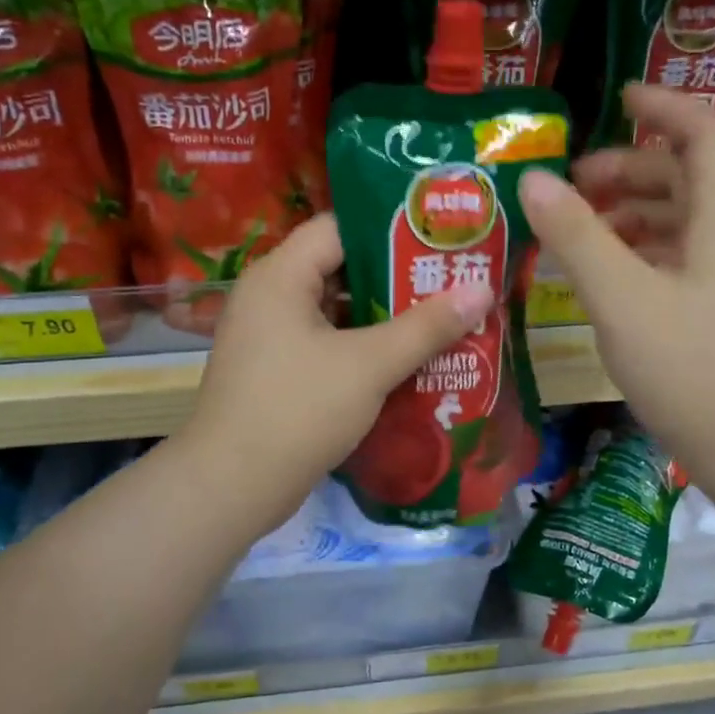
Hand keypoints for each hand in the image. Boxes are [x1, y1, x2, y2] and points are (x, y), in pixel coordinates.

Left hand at [176, 212, 492, 529]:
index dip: (390, 229)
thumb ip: (426, 326)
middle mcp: (268, 296)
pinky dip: (361, 347)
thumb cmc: (299, 410)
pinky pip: (325, 344)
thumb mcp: (370, 365)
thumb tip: (482, 288)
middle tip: (449, 281)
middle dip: (395, 277)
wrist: (232, 486)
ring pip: (334, 311)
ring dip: (382, 317)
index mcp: (280, 276)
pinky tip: (403, 360)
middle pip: (339, 268)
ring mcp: (268, 337)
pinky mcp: (274, 372)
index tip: (438, 240)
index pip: (339, 227)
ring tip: (439, 318)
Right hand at [520, 84, 714, 478]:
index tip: (619, 96)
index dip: (666, 105)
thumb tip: (533, 179)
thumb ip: (576, 235)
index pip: (705, 135)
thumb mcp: (621, 296)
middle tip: (573, 184)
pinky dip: (639, 252)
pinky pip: (678, 259)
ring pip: (681, 221)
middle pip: (687, 178)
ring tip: (579, 228)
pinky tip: (605, 276)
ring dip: (631, 212)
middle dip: (630, 168)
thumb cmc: (688, 366)